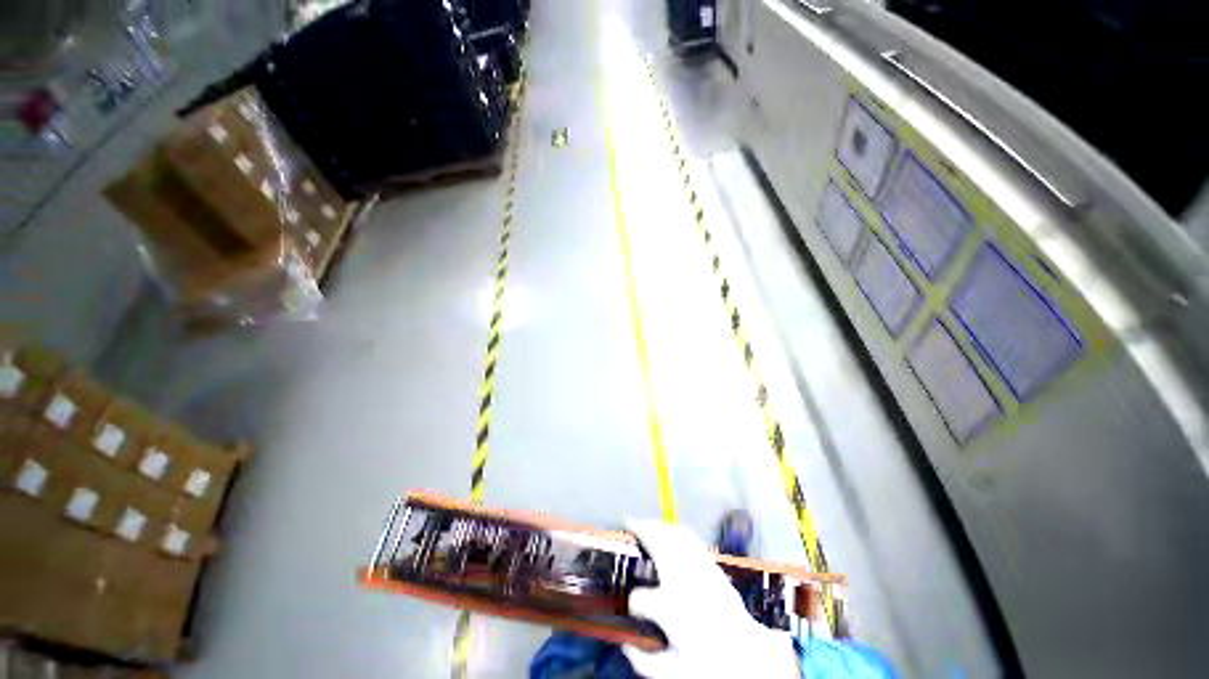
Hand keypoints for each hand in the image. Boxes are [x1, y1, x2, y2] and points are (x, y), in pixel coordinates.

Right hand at [623, 520, 797, 677]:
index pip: (640, 599)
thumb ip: (645, 662)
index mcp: (672, 609)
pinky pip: (692, 540)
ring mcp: (702, 570)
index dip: (633, 605)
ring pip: (676, 535)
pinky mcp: (713, 567)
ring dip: (660, 526)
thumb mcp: (674, 674)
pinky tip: (670, 531)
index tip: (635, 610)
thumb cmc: (710, 666)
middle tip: (630, 523)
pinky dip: (677, 531)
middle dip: (644, 530)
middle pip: (661, 544)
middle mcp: (686, 581)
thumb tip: (626, 646)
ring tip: (648, 523)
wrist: (750, 657)